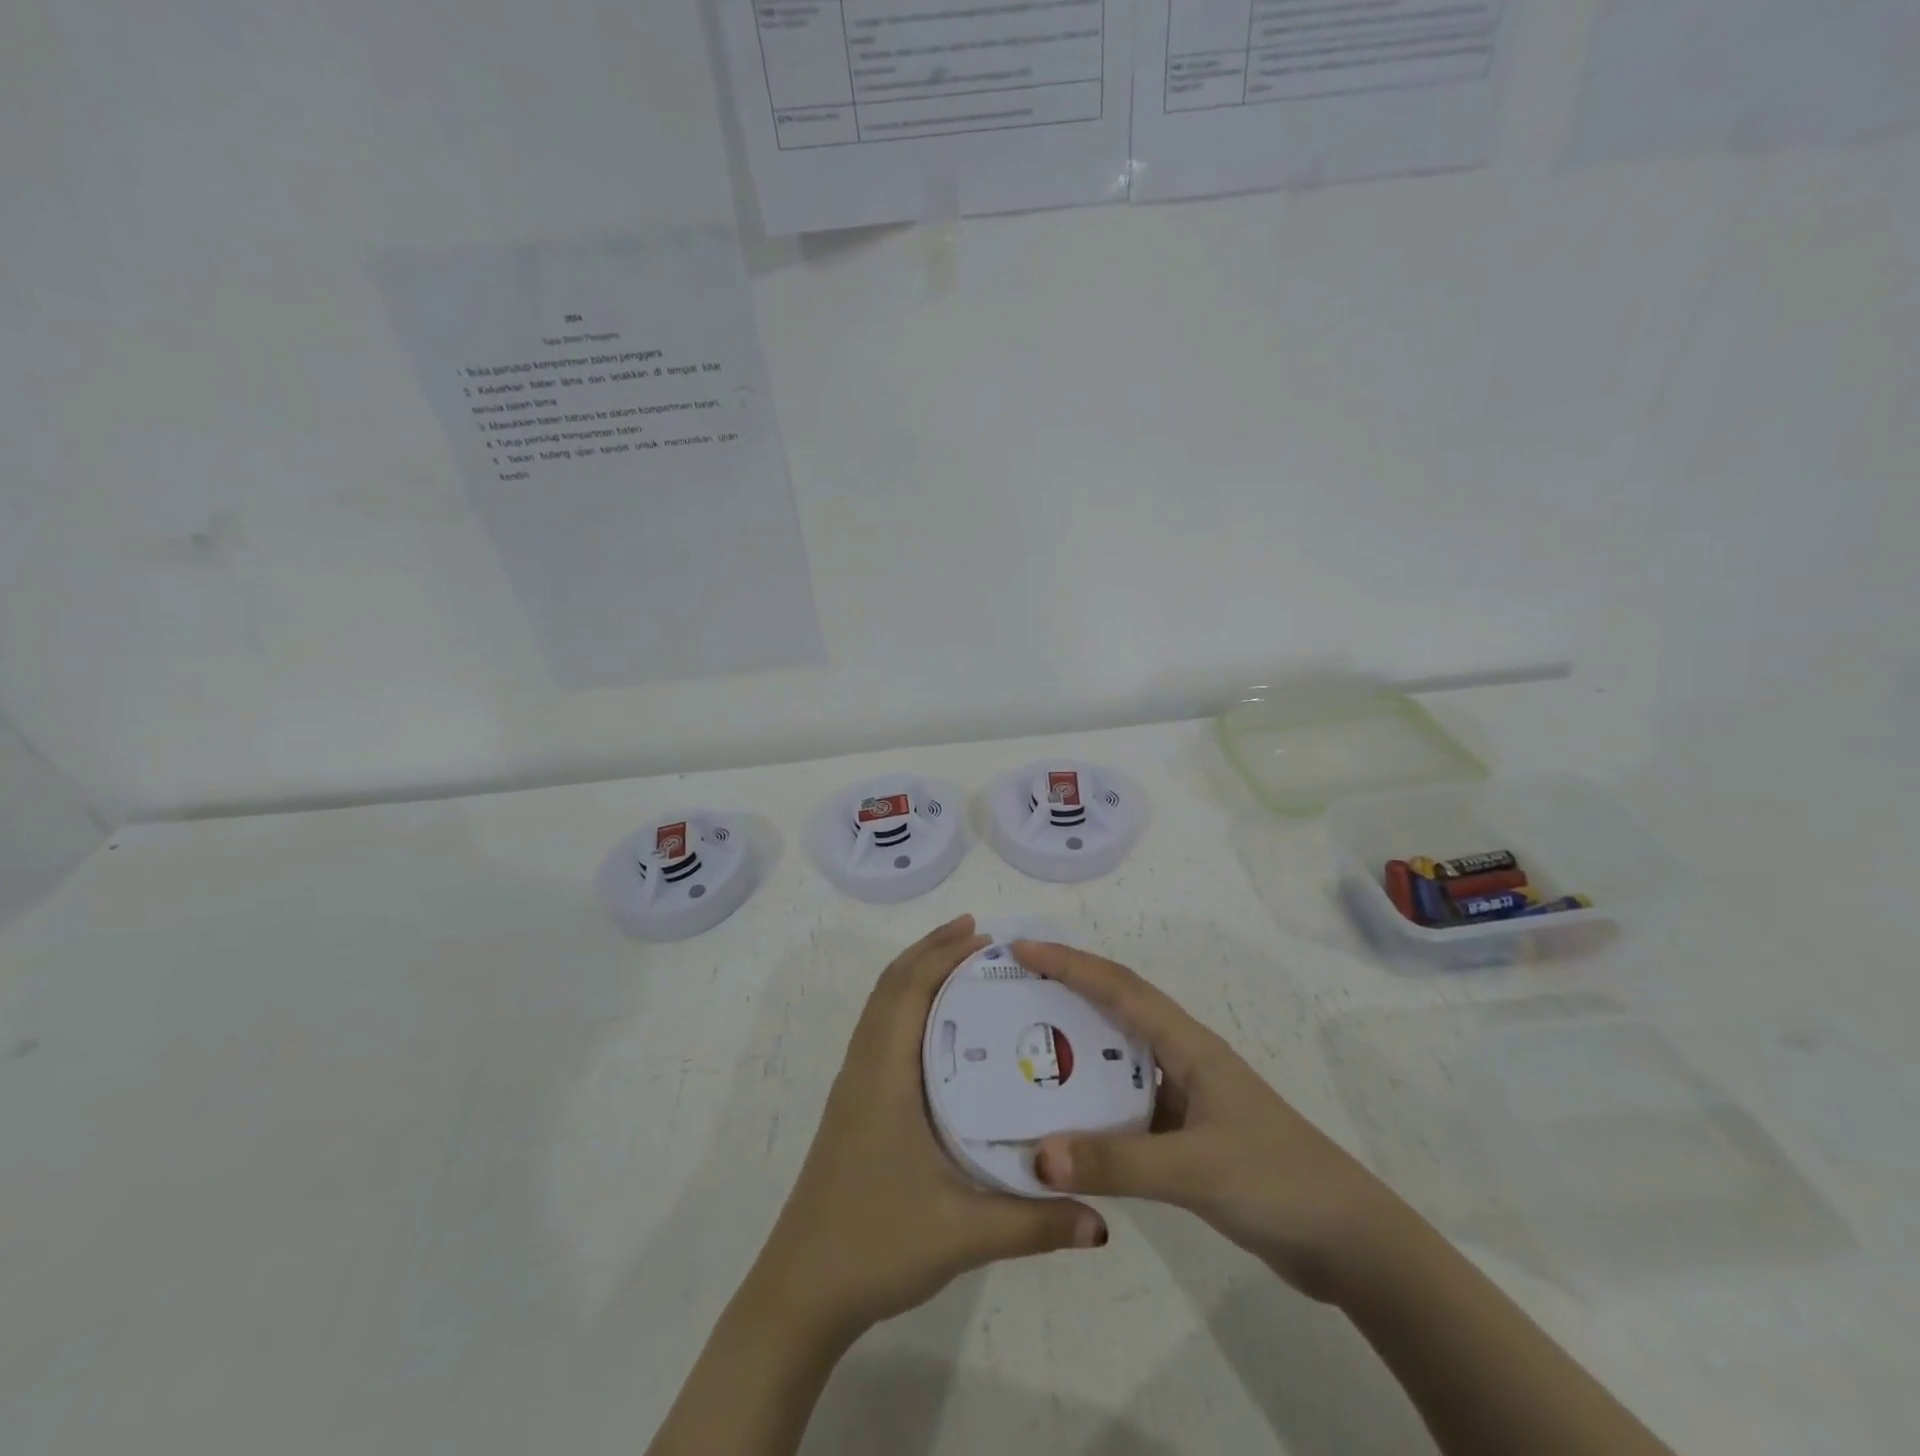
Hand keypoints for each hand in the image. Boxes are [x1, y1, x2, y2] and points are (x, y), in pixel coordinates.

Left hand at [751, 917, 1108, 1342]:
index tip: (983, 933)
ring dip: (915, 975)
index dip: (942, 953)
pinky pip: (879, 1032)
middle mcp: (864, 1068)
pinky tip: (939, 1033)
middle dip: (931, 951)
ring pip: (880, 1007)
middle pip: (891, 986)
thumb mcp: (963, 1234)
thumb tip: (1101, 1222)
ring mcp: (854, 1086)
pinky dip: (905, 1006)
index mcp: (884, 1075)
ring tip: (962, 967)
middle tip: (980, 937)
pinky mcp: (853, 1107)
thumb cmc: (875, 1245)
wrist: (801, 1291)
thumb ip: (1035, 1223)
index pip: (909, 989)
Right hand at [1014, 940, 1409, 1301]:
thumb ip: (1117, 1163)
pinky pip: (1126, 1105)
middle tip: (1010, 990)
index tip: (1021, 950)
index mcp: (1188, 1044)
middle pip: (1114, 1010)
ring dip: (1075, 1049)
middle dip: (1064, 990)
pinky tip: (1062, 1122)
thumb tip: (1038, 1157)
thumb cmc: (1277, 1181)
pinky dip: (1092, 1105)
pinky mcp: (1186, 1135)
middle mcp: (1183, 1059)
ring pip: (1118, 1059)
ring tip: (1021, 1048)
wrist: (1349, 1242)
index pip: (1118, 988)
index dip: (1069, 964)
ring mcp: (1186, 1097)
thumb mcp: (1195, 1168)